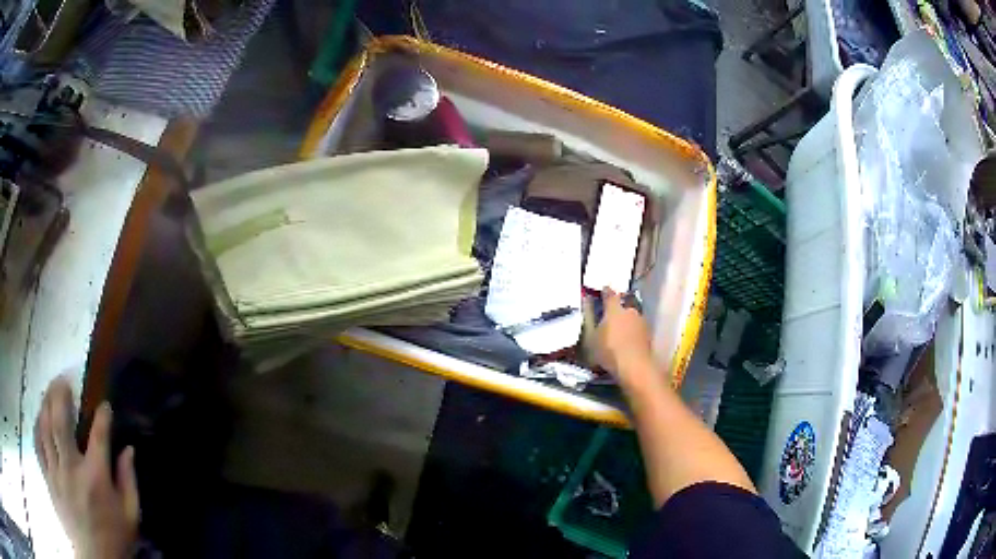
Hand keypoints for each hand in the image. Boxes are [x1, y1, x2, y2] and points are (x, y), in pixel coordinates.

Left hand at [34, 376, 139, 558]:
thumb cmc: (114, 541)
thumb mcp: (130, 519)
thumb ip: (129, 483)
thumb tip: (129, 450)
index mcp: (96, 479)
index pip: (99, 436)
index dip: (103, 416)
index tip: (105, 405)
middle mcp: (72, 468)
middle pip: (60, 421)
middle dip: (61, 394)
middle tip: (64, 379)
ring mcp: (56, 472)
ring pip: (45, 427)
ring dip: (46, 404)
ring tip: (49, 390)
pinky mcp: (48, 478)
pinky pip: (38, 445)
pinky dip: (37, 427)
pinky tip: (39, 418)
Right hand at [595, 288, 654, 388]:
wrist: (635, 366)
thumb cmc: (609, 350)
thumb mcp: (591, 337)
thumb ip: (589, 319)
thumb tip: (587, 303)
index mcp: (614, 309)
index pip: (610, 294)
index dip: (605, 292)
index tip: (603, 291)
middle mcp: (630, 311)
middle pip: (623, 307)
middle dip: (617, 312)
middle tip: (610, 321)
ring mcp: (642, 322)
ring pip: (632, 319)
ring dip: (626, 323)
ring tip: (619, 335)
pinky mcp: (648, 335)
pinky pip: (637, 330)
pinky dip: (632, 334)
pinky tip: (627, 343)